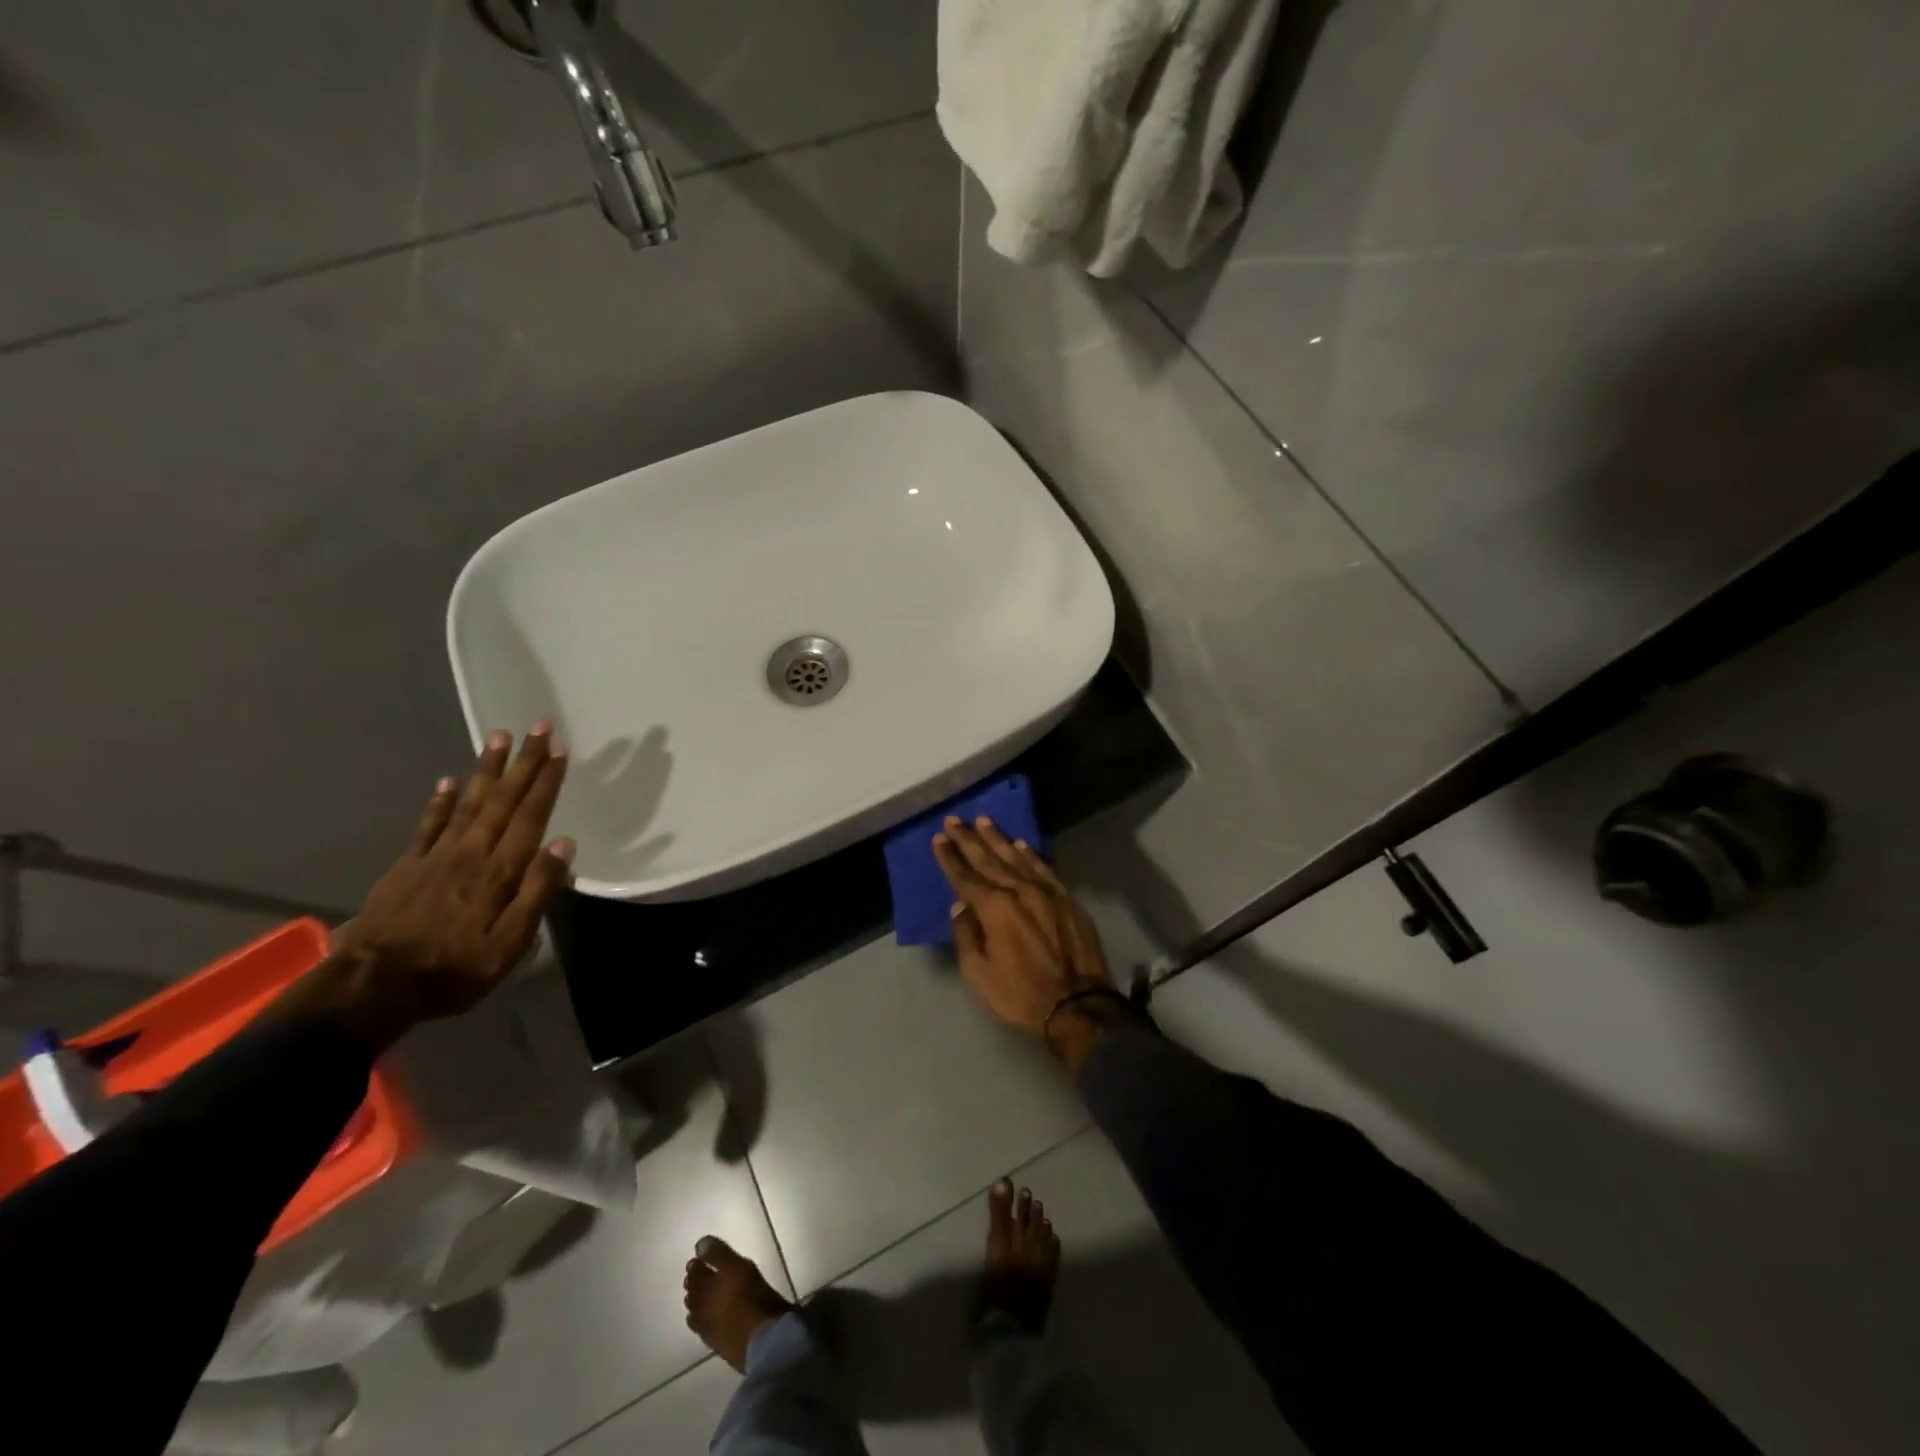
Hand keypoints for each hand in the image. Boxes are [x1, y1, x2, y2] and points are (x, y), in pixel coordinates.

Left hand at [277, 723, 574, 1051]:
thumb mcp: (509, 945)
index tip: (559, 750)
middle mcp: (471, 852)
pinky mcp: (409, 866)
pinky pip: (430, 824)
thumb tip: (563, 845)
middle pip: (504, 800)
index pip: (530, 816)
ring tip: (500, 737)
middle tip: (539, 727)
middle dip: (524, 762)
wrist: (371, 987)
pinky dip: (442, 800)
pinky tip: (450, 780)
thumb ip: (537, 892)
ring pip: (469, 802)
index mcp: (499, 871)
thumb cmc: (452, 970)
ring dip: (488, 769)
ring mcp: (437, 856)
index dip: (546, 782)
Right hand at [932, 816, 1112, 1036]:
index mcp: (994, 908)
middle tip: (954, 819)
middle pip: (988, 859)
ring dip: (998, 838)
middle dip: (969, 839)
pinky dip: (1030, 854)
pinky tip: (1022, 844)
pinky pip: (1044, 867)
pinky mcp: (1067, 898)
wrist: (1078, 1005)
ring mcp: (1046, 891)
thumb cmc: (1021, 994)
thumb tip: (960, 906)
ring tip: (984, 820)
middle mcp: (1019, 890)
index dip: (950, 858)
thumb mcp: (979, 973)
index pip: (965, 877)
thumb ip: (967, 935)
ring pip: (1017, 856)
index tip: (938, 839)